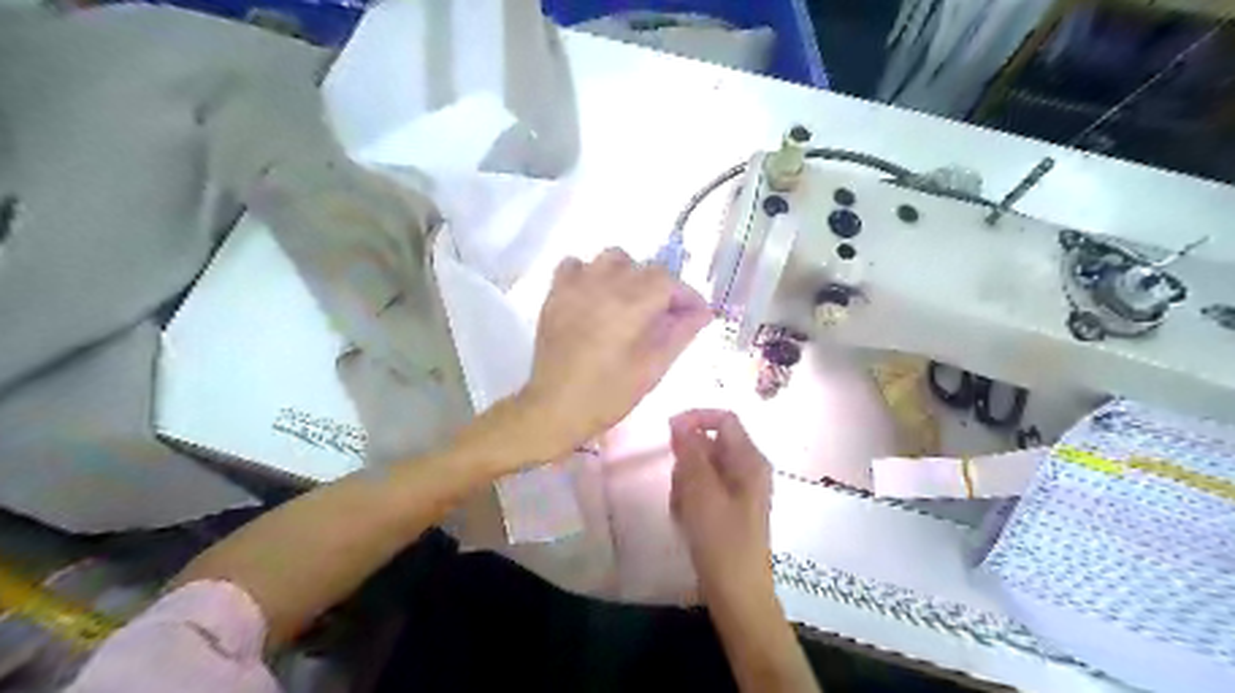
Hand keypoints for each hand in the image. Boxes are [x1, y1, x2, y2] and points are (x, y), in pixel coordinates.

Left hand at [521, 249, 715, 460]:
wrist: (555, 408)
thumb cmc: (608, 395)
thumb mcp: (652, 369)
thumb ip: (680, 334)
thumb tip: (703, 312)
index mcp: (630, 306)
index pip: (669, 282)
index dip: (687, 296)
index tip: (696, 315)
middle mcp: (603, 286)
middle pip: (644, 268)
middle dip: (663, 287)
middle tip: (666, 315)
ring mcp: (575, 286)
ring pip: (612, 258)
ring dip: (629, 273)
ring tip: (631, 301)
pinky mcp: (555, 294)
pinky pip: (575, 265)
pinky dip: (590, 273)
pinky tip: (596, 296)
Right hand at [672, 408, 773, 602]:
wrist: (737, 592)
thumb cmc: (721, 539)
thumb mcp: (701, 491)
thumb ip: (690, 451)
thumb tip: (680, 421)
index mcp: (750, 459)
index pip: (724, 419)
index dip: (696, 418)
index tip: (668, 433)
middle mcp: (748, 469)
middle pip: (710, 444)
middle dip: (687, 461)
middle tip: (679, 487)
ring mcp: (740, 489)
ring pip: (702, 468)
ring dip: (685, 482)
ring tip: (682, 509)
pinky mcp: (729, 508)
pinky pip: (704, 488)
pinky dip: (690, 498)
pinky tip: (686, 519)